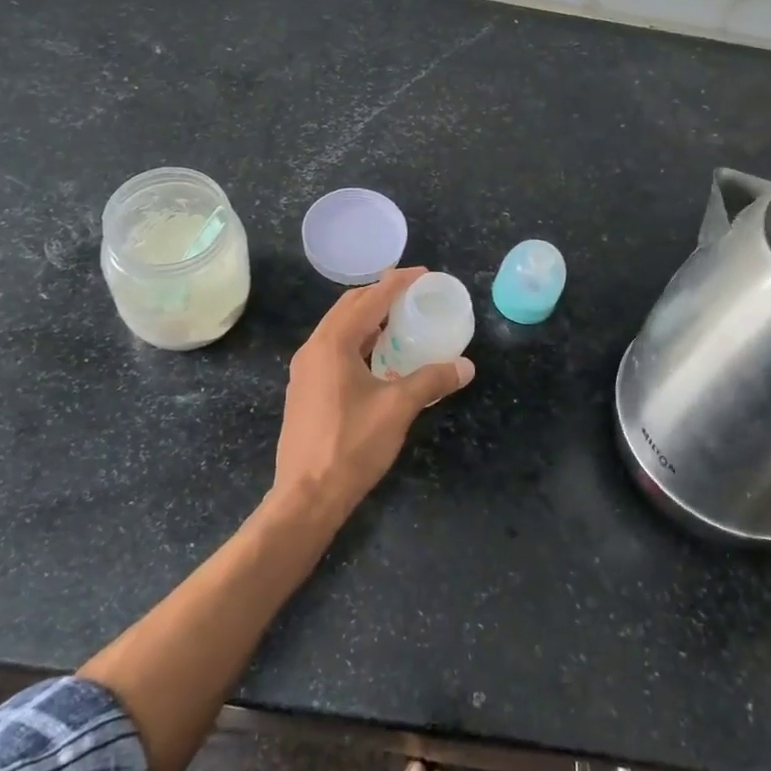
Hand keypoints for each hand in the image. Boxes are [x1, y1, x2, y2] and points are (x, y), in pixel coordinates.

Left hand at [272, 267, 474, 524]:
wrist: (306, 496)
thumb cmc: (351, 446)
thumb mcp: (397, 409)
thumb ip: (431, 381)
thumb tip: (465, 366)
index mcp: (333, 343)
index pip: (370, 299)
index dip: (398, 283)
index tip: (423, 274)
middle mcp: (313, 348)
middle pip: (349, 307)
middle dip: (380, 295)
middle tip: (412, 296)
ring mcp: (304, 370)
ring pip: (338, 329)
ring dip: (367, 319)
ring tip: (398, 323)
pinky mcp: (304, 390)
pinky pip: (333, 349)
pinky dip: (357, 341)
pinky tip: (377, 359)